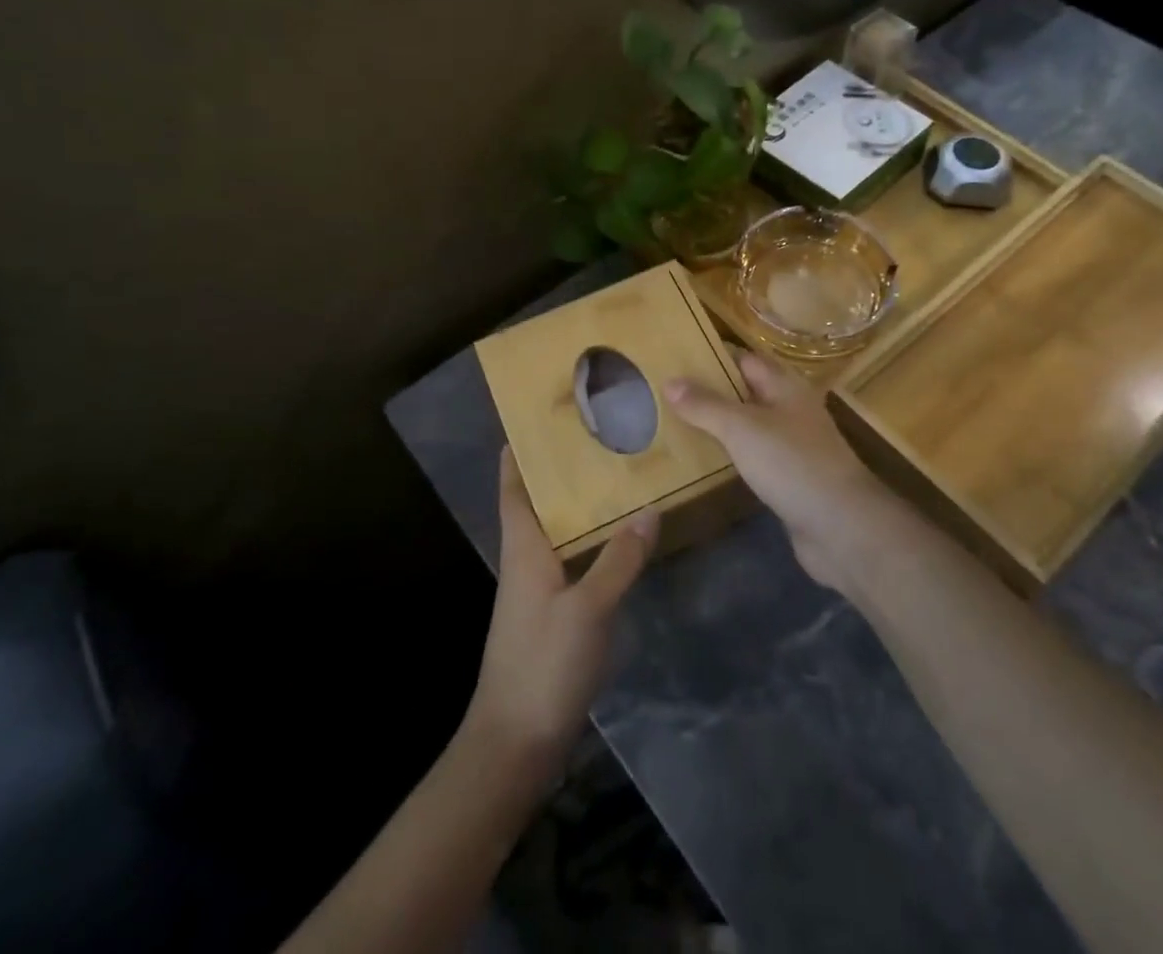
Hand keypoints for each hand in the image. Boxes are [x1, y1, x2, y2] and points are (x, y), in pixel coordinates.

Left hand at [464, 449, 656, 783]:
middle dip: (561, 471)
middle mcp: (526, 561)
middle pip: (538, 503)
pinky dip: (591, 542)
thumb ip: (618, 560)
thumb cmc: (542, 664)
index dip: (519, 452)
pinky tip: (620, 542)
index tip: (539, 418)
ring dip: (579, 506)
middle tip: (599, 437)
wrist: (515, 743)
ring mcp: (537, 590)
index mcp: (523, 548)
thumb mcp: (587, 609)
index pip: (513, 487)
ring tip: (617, 477)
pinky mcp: (551, 615)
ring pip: (557, 532)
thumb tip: (648, 509)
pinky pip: (571, 561)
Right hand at [664, 350, 906, 592]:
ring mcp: (792, 446)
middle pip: (745, 392)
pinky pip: (752, 458)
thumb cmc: (792, 463)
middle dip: (709, 392)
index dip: (712, 356)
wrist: (843, 528)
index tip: (675, 357)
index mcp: (785, 386)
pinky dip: (729, 456)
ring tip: (673, 424)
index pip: (743, 359)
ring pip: (747, 426)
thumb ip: (706, 405)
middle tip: (664, 393)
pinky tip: (703, 461)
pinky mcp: (789, 479)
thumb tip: (670, 381)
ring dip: (717, 426)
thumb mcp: (742, 428)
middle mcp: (790, 410)